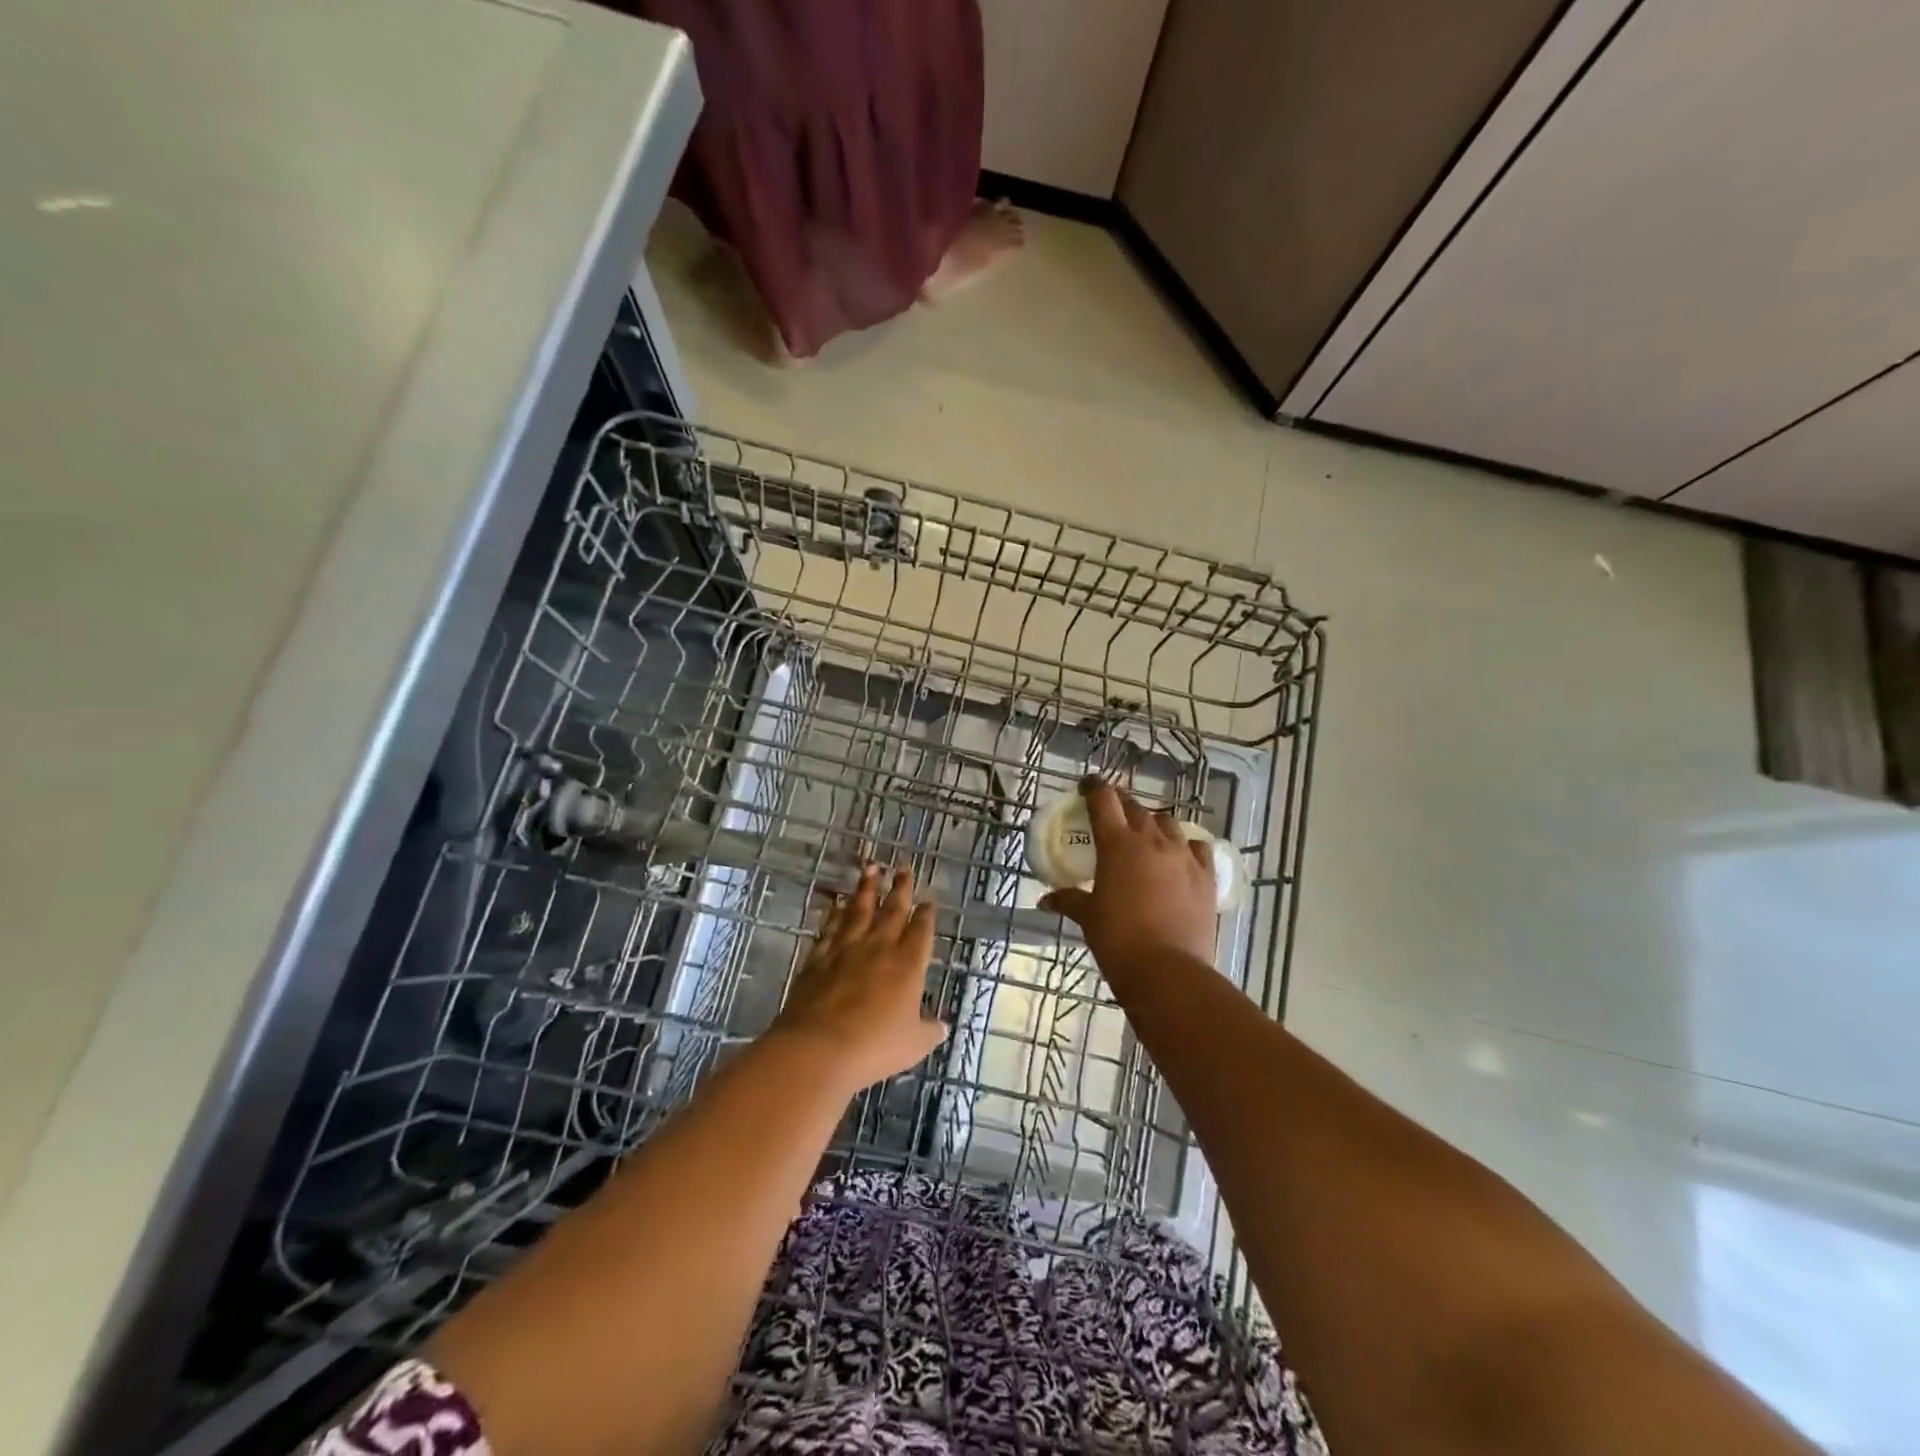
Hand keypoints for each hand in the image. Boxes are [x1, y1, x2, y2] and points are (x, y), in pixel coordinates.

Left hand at [774, 863, 947, 1093]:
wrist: (818, 1047)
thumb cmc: (874, 1047)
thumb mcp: (913, 1045)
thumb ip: (928, 1031)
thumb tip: (942, 1026)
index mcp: (908, 964)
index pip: (921, 931)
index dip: (926, 914)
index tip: (928, 900)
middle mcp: (879, 947)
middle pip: (892, 910)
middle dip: (900, 888)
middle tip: (904, 867)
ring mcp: (846, 949)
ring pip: (860, 910)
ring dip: (867, 888)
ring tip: (871, 867)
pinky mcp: (818, 958)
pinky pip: (830, 927)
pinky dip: (835, 913)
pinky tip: (837, 903)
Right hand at [1039, 779, 1217, 975]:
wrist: (1167, 971)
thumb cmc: (1118, 939)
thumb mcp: (1088, 917)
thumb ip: (1068, 900)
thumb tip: (1046, 900)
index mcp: (1118, 844)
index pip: (1104, 800)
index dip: (1094, 788)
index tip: (1087, 786)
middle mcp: (1152, 841)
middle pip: (1136, 808)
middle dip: (1122, 806)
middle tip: (1112, 815)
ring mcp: (1183, 856)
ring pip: (1168, 823)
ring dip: (1153, 824)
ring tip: (1145, 837)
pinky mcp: (1206, 876)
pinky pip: (1198, 848)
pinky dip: (1186, 846)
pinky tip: (1180, 857)